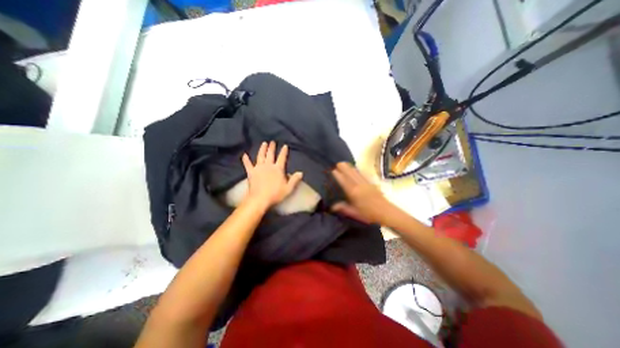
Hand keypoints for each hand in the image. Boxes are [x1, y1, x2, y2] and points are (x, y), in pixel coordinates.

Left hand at [241, 141, 304, 209]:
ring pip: (260, 156)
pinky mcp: (251, 172)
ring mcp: (258, 168)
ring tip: (263, 143)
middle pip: (270, 154)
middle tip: (272, 142)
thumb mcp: (288, 188)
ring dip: (262, 149)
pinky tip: (244, 155)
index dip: (284, 151)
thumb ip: (295, 180)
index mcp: (278, 169)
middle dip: (272, 148)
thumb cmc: (275, 194)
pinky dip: (246, 160)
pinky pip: (248, 164)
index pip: (282, 158)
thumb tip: (301, 172)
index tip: (285, 146)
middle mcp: (268, 166)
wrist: (260, 199)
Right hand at [332, 162, 393, 224]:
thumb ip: (343, 208)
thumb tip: (332, 207)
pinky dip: (357, 171)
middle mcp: (359, 185)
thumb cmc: (368, 214)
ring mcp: (365, 183)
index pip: (344, 181)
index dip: (338, 175)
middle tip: (338, 163)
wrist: (385, 212)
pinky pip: (362, 175)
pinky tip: (356, 169)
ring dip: (350, 167)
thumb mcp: (354, 213)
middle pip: (350, 174)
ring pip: (356, 173)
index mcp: (353, 192)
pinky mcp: (371, 183)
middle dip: (344, 168)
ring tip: (344, 163)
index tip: (333, 170)